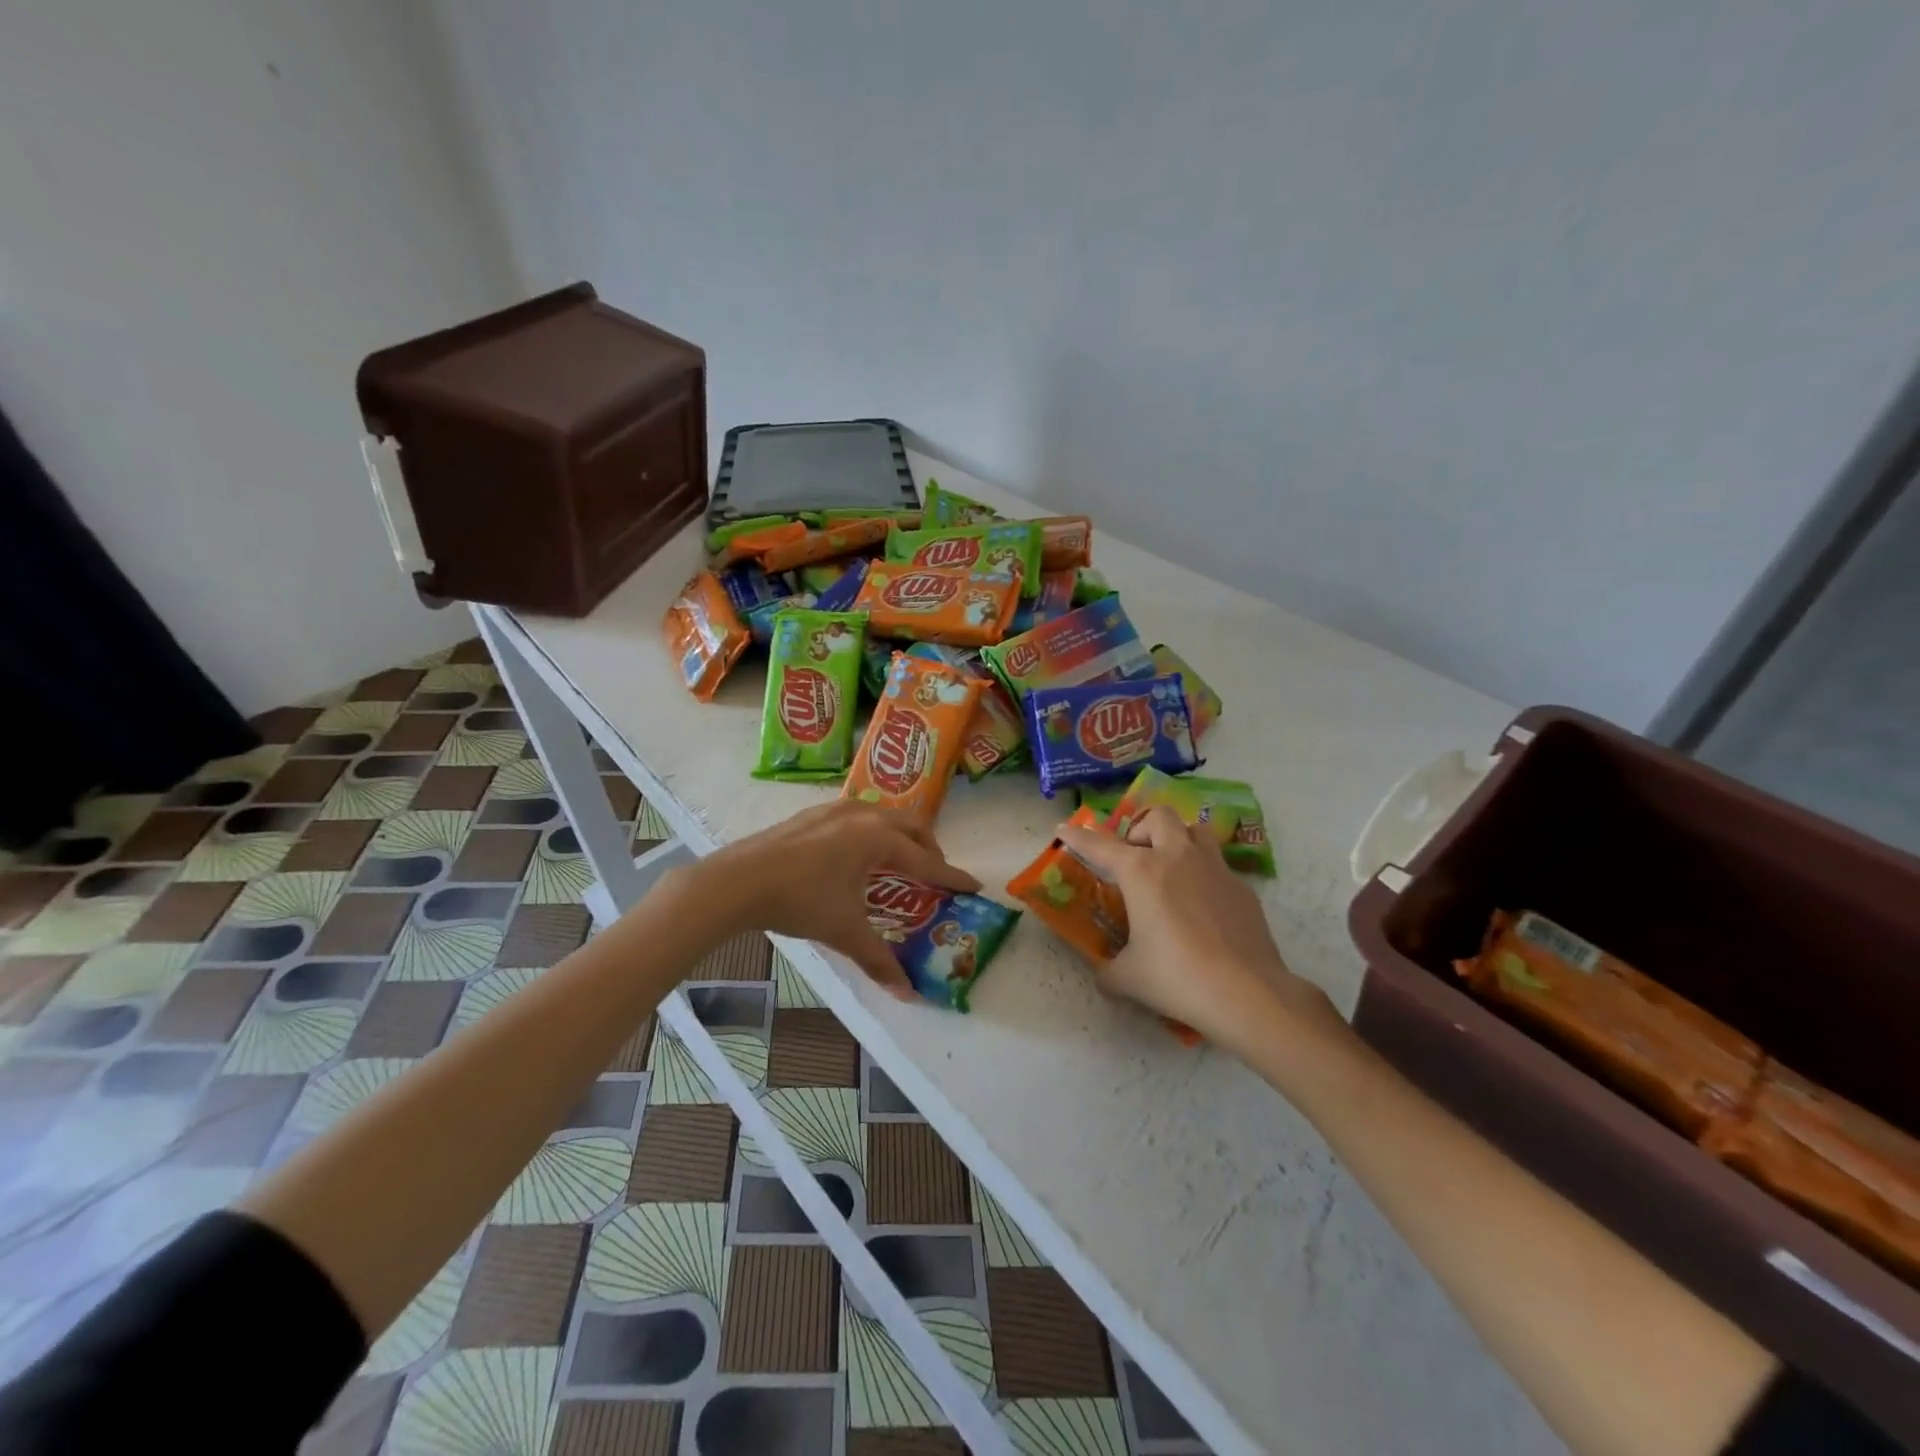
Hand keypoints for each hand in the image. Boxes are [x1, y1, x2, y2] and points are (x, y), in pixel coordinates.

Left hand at [676, 802, 980, 997]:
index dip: (951, 876)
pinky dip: (873, 832)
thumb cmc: (799, 901)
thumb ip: (878, 959)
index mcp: (878, 839)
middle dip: (929, 848)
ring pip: (883, 816)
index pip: (926, 860)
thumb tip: (907, 992)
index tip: (974, 885)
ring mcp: (835, 810)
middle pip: (911, 826)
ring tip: (900, 862)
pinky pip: (858, 816)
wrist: (737, 881)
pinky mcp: (812, 814)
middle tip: (934, 874)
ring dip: (900, 836)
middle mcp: (863, 815)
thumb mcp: (844, 931)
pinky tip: (856, 853)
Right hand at [1060, 807, 1333, 1044]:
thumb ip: (1107, 970)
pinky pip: (1218, 866)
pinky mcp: (1242, 888)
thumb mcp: (1127, 978)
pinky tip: (1202, 907)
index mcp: (1141, 872)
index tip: (1064, 827)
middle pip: (1158, 817)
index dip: (1079, 836)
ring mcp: (1215, 868)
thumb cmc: (1177, 977)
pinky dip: (1203, 874)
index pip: (1100, 845)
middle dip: (1141, 829)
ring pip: (1195, 830)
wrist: (1246, 992)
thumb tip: (1103, 975)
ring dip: (1178, 839)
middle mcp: (1177, 857)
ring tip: (1171, 868)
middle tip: (1134, 858)